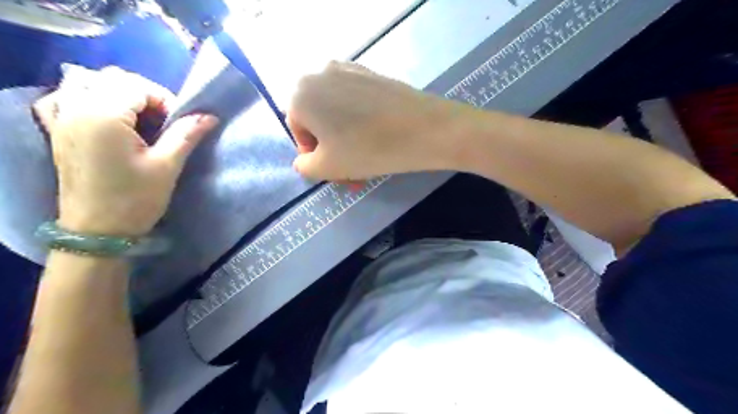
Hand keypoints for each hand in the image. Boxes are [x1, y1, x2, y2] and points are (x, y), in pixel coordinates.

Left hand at [34, 67, 218, 235]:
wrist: (97, 231)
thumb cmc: (135, 198)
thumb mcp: (167, 166)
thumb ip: (186, 134)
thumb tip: (209, 116)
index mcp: (103, 116)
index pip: (138, 86)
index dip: (165, 100)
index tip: (179, 124)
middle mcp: (76, 109)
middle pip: (112, 79)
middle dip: (145, 93)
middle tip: (163, 121)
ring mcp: (62, 119)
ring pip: (87, 83)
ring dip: (117, 92)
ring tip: (138, 118)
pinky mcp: (58, 132)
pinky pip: (65, 98)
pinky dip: (86, 98)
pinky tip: (104, 116)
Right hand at [286, 60, 455, 178]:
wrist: (424, 129)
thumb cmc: (368, 149)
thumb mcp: (326, 168)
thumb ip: (304, 166)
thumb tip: (305, 159)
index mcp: (300, 93)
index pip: (298, 131)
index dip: (314, 155)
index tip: (335, 170)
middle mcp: (319, 73)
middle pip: (318, 120)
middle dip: (331, 149)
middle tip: (351, 172)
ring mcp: (348, 69)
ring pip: (337, 112)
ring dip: (345, 139)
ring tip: (366, 160)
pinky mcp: (372, 73)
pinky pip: (355, 101)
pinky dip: (359, 121)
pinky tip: (376, 138)